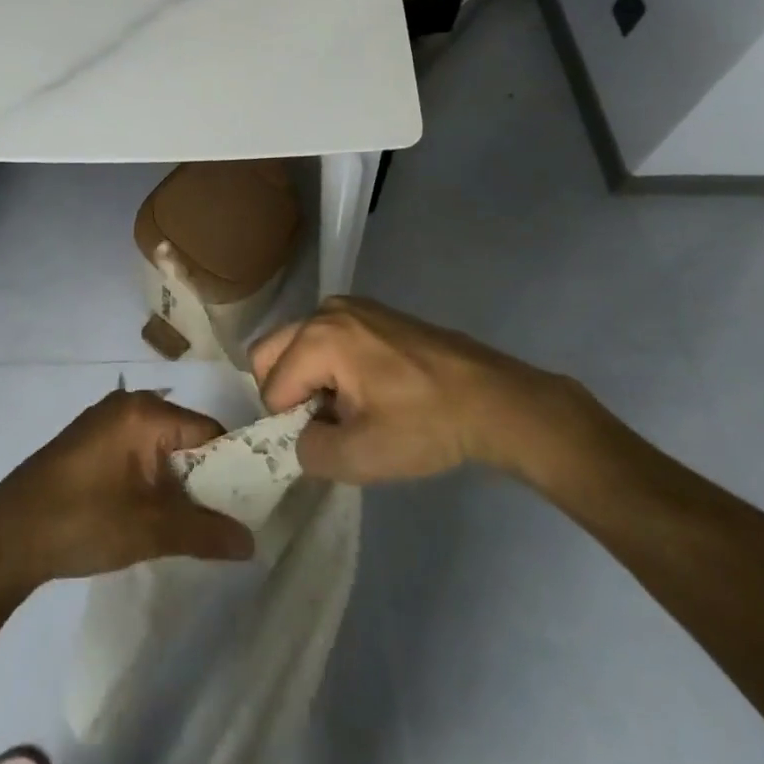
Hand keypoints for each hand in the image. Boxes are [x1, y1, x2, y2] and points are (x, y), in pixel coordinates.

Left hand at [0, 390, 254, 594]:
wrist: (4, 538)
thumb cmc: (81, 521)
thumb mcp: (149, 530)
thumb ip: (204, 532)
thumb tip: (252, 542)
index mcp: (144, 412)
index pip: (209, 432)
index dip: (233, 468)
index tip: (249, 504)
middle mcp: (127, 405)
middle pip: (186, 439)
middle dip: (205, 480)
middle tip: (223, 521)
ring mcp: (105, 423)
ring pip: (162, 450)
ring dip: (177, 485)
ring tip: (192, 525)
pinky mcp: (89, 443)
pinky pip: (138, 455)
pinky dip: (152, 482)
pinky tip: (154, 516)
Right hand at [249, 297, 582, 484]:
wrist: (492, 399)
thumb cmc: (425, 425)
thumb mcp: (359, 457)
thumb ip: (307, 451)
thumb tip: (300, 436)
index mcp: (318, 338)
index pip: (272, 388)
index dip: (289, 423)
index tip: (330, 438)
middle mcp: (325, 310)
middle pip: (271, 353)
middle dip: (288, 393)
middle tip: (327, 423)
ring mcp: (350, 306)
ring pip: (297, 345)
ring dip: (309, 379)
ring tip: (350, 408)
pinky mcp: (371, 312)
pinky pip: (326, 338)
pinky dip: (330, 365)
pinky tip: (369, 389)